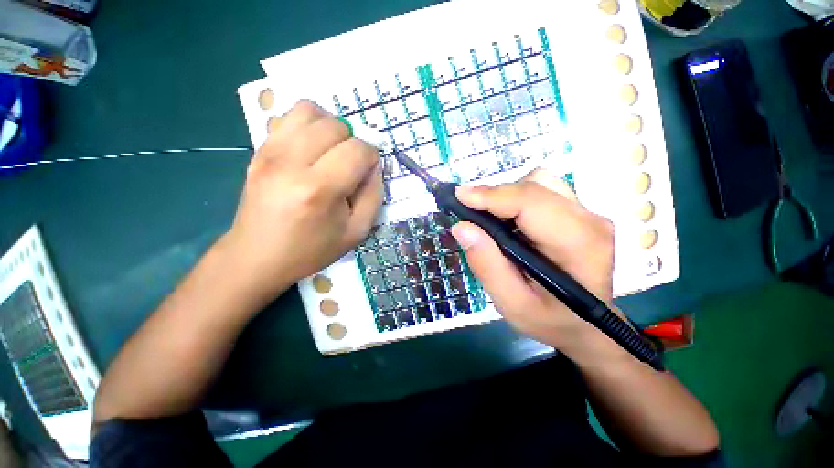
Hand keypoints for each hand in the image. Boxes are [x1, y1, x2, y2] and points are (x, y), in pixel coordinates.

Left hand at [223, 100, 382, 301]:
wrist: (257, 256)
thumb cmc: (312, 249)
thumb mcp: (357, 231)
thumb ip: (373, 195)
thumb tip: (374, 166)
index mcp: (320, 189)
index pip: (358, 150)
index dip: (371, 158)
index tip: (367, 173)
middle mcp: (292, 163)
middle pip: (337, 125)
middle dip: (353, 142)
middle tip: (349, 165)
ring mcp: (270, 152)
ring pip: (310, 110)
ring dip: (330, 127)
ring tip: (331, 151)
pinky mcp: (258, 150)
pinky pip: (288, 117)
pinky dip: (308, 125)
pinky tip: (311, 149)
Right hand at [450, 170, 614, 352]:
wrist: (583, 324)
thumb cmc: (548, 319)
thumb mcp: (511, 302)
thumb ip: (486, 265)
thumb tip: (461, 227)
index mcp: (578, 244)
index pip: (531, 203)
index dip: (492, 195)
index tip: (458, 196)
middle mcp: (589, 220)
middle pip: (535, 186)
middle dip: (496, 197)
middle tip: (471, 216)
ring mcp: (586, 212)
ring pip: (539, 182)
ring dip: (507, 197)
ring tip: (493, 222)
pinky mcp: (577, 211)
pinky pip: (542, 190)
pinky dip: (517, 199)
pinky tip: (510, 222)